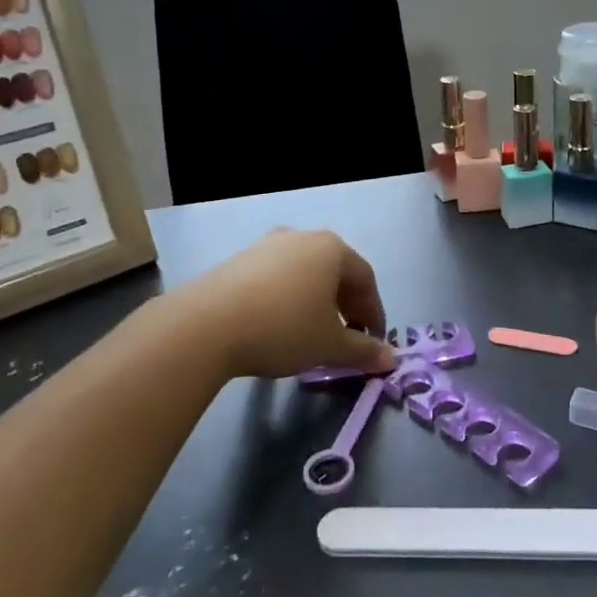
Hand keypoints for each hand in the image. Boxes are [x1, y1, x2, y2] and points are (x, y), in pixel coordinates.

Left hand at [168, 230, 396, 381]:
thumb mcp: (329, 346)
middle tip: (346, 338)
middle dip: (346, 306)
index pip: (366, 279)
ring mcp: (267, 245)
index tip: (372, 343)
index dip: (374, 312)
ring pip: (305, 274)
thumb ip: (363, 351)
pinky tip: (278, 325)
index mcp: (332, 248)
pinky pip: (277, 278)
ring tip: (311, 334)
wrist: (206, 325)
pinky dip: (288, 299)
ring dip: (316, 302)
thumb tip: (390, 360)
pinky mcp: (239, 259)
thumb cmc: (283, 328)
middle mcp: (302, 237)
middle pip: (335, 272)